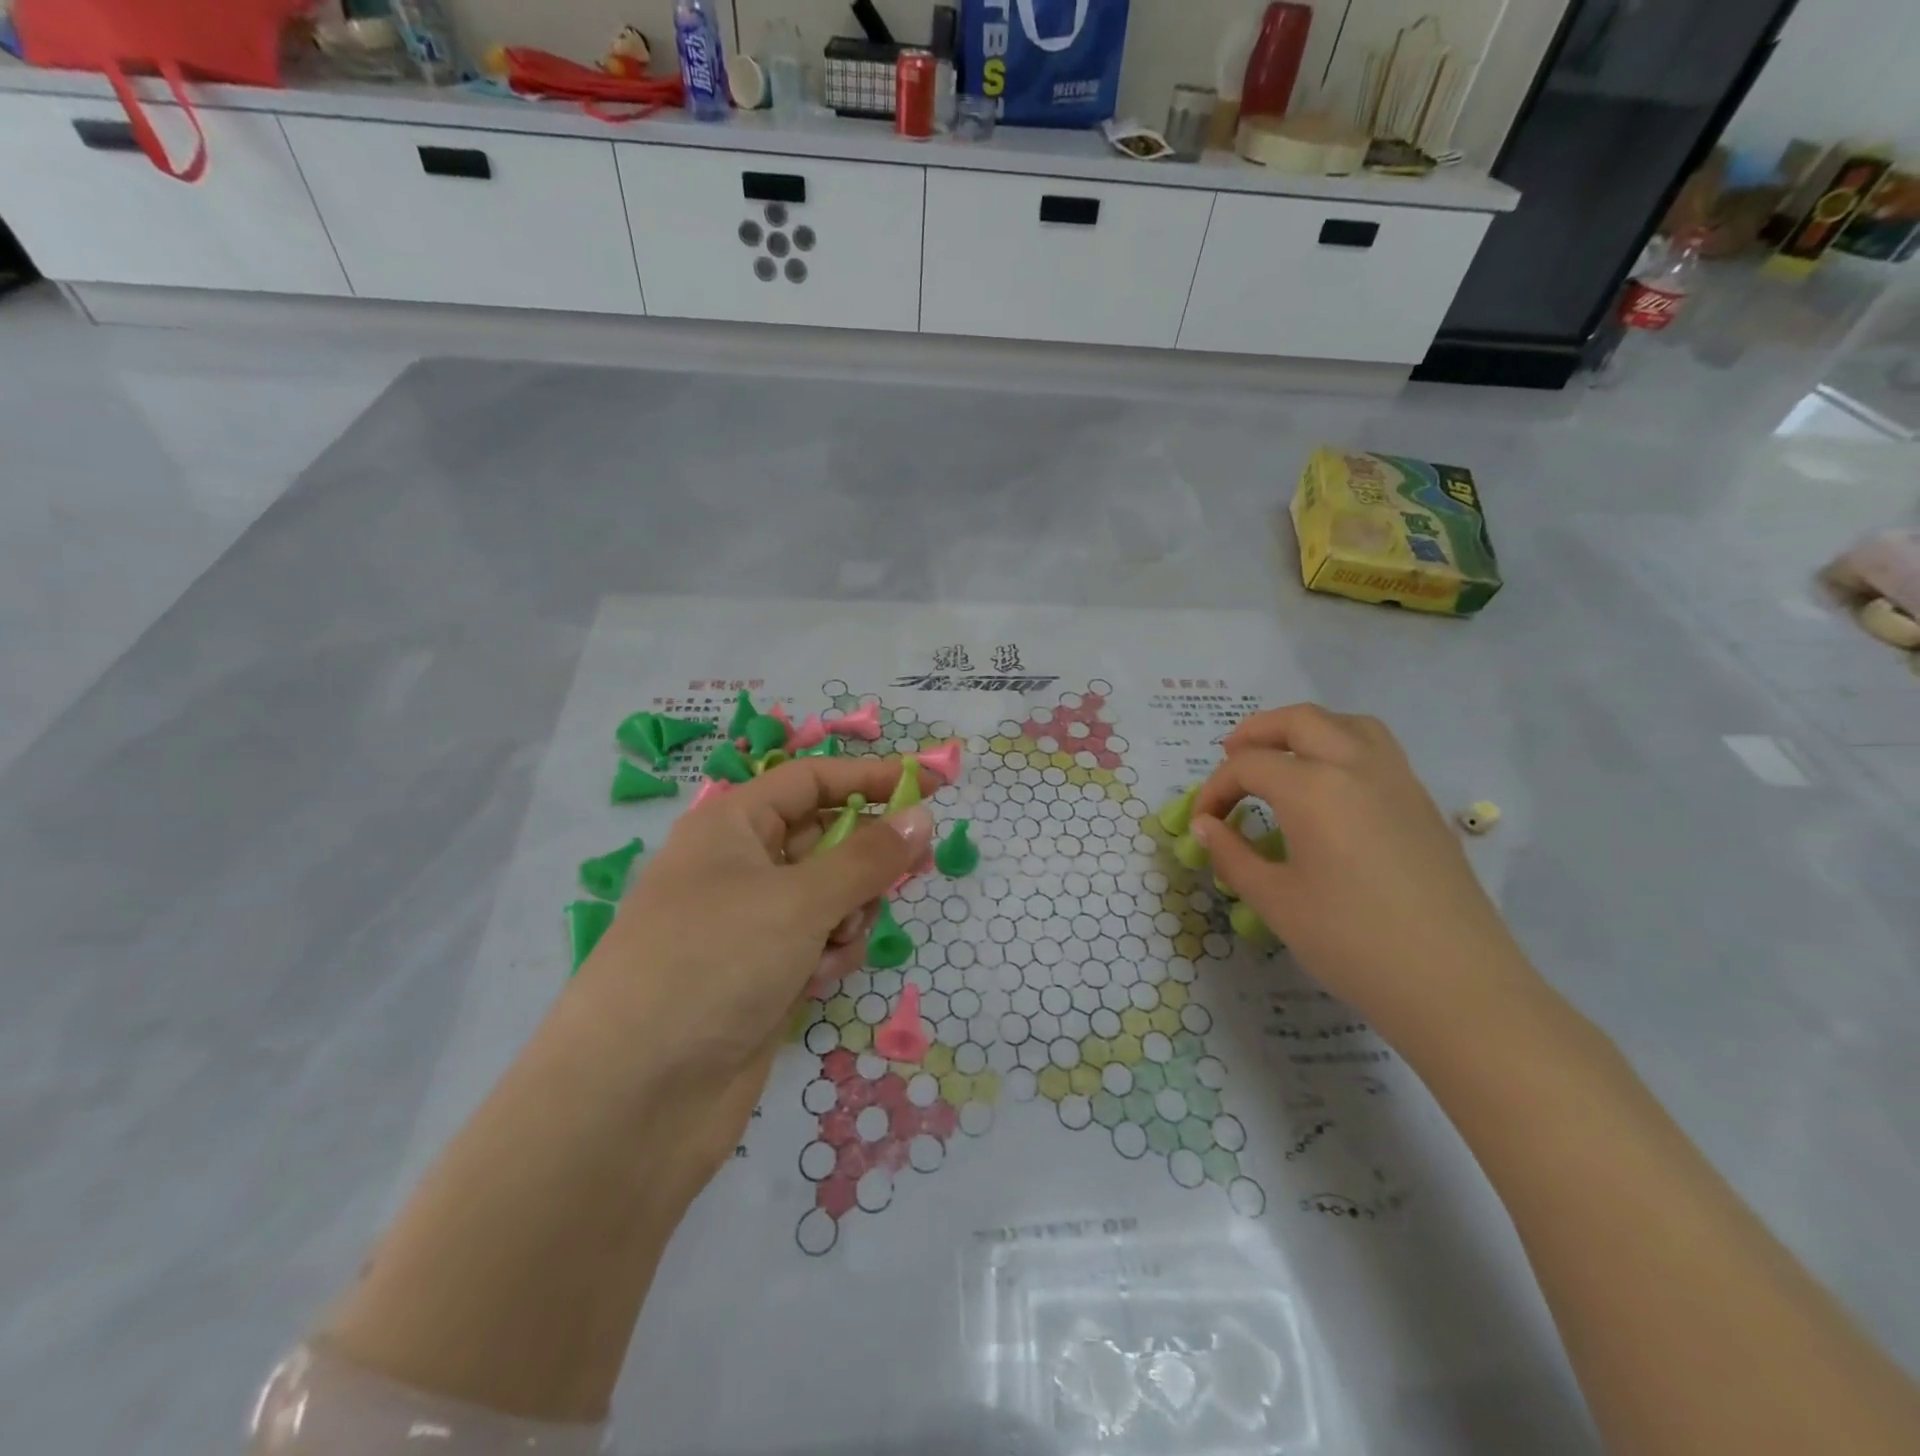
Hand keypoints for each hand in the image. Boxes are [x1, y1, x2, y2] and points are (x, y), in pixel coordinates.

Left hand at [573, 755, 933, 1101]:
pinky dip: (828, 956)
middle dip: (865, 859)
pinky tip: (814, 983)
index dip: (870, 778)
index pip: (812, 781)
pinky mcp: (760, 975)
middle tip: (910, 869)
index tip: (930, 786)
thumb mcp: (799, 900)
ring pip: (829, 896)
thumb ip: (869, 857)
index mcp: (730, 826)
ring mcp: (749, 925)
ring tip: (834, 944)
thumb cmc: (713, 965)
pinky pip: (817, 943)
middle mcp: (738, 867)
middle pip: (825, 839)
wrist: (634, 1101)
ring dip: (848, 914)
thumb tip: (921, 816)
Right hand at [1193, 705, 1533, 1039]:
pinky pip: (1378, 751)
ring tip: (1283, 759)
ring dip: (1306, 730)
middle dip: (1257, 732)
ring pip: (1348, 724)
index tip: (1203, 822)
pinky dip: (1342, 749)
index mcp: (1314, 789)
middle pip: (1299, 721)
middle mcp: (1357, 767)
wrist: (1455, 986)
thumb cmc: (1351, 942)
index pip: (1248, 766)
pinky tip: (1330, 793)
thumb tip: (1205, 826)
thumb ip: (1232, 855)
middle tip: (1231, 757)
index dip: (1215, 788)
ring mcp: (1399, 781)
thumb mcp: (1275, 901)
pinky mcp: (1423, 805)